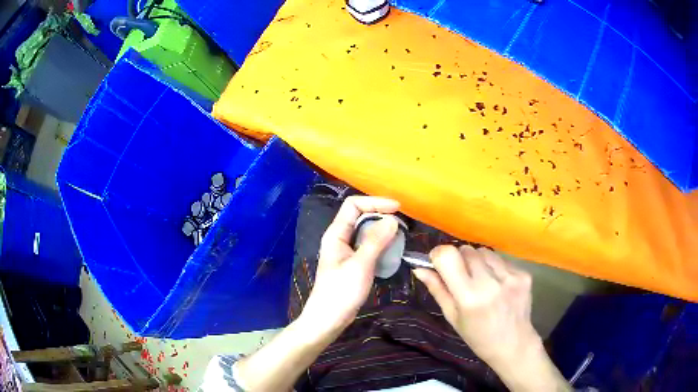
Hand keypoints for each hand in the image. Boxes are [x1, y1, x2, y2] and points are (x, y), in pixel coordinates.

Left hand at [300, 196, 399, 335]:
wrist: (328, 319)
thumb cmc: (341, 292)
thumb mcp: (360, 265)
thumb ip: (376, 241)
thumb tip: (393, 219)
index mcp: (336, 233)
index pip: (353, 205)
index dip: (375, 202)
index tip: (397, 209)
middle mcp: (340, 238)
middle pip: (361, 216)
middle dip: (381, 215)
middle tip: (402, 224)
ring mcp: (347, 252)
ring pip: (366, 232)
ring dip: (383, 231)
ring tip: (401, 236)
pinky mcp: (353, 264)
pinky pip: (369, 247)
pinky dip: (382, 245)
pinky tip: (393, 252)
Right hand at [413, 245, 538, 365]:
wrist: (513, 344)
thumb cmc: (477, 336)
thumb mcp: (452, 317)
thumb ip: (437, 289)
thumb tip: (419, 268)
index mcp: (468, 297)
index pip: (448, 256)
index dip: (438, 255)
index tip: (437, 262)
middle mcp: (490, 283)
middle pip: (466, 250)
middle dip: (459, 259)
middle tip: (461, 277)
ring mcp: (510, 277)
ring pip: (484, 251)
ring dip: (478, 261)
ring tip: (481, 281)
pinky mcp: (523, 275)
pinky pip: (501, 260)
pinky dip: (494, 267)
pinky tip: (497, 285)